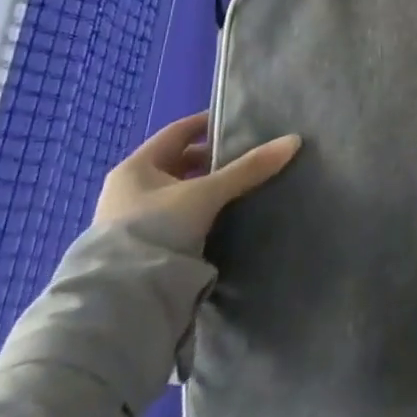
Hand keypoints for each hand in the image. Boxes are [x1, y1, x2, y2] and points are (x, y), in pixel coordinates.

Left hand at [94, 111, 300, 250]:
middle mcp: (129, 188)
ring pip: (178, 191)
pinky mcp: (141, 245)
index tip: (239, 121)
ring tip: (241, 187)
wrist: (122, 294)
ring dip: (206, 187)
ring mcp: (131, 218)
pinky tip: (222, 215)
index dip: (208, 123)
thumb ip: (248, 168)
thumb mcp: (207, 193)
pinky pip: (177, 215)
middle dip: (212, 159)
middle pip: (178, 162)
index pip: (178, 132)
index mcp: (136, 167)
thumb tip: (293, 140)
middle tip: (247, 157)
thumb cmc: (157, 227)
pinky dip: (199, 210)